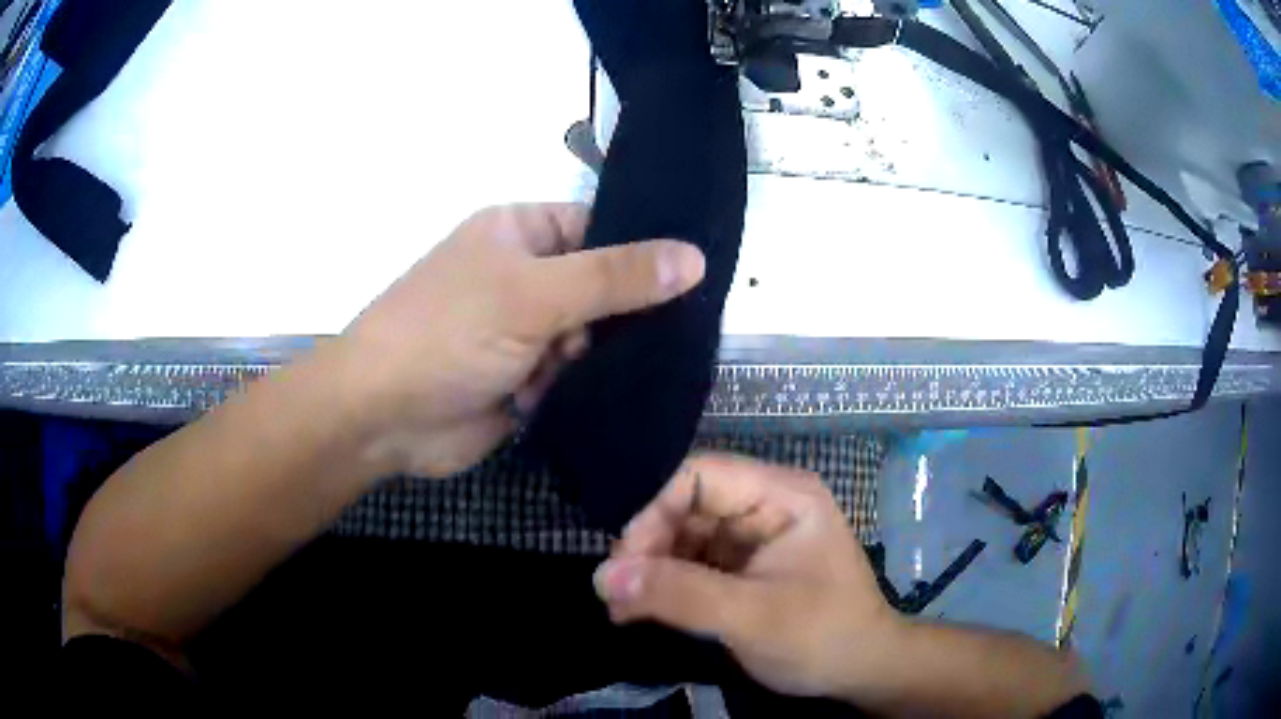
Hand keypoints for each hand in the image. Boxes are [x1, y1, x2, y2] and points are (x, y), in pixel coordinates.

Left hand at [333, 203, 705, 476]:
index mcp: (520, 233)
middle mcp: (524, 276)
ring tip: (627, 372)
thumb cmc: (447, 333)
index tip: (699, 277)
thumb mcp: (532, 293)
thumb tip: (695, 257)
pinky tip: (601, 397)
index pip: (600, 228)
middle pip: (601, 286)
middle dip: (626, 314)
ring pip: (592, 336)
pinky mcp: (525, 380)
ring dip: (603, 356)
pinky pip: (574, 377)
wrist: (382, 417)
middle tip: (678, 336)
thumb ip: (614, 277)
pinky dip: (585, 387)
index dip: (643, 250)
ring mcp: (524, 331)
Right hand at [593, 453, 903, 698]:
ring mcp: (753, 539)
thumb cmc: (821, 637)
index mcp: (781, 495)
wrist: (861, 672)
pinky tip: (638, 611)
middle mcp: (765, 506)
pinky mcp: (742, 569)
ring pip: (683, 537)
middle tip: (614, 592)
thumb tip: (603, 577)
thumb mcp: (751, 617)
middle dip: (647, 547)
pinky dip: (662, 586)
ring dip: (649, 570)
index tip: (624, 562)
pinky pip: (691, 565)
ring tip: (619, 608)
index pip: (700, 476)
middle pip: (686, 506)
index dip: (654, 510)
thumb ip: (678, 595)